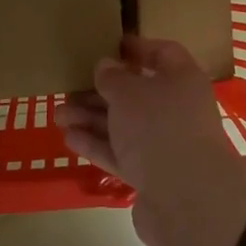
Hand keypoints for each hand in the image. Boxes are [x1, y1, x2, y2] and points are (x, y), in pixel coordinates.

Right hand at [56, 38, 245, 245]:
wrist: (186, 199)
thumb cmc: (159, 128)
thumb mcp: (129, 93)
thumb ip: (113, 78)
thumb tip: (105, 66)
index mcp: (182, 80)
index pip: (163, 54)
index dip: (136, 48)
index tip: (107, 46)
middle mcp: (177, 110)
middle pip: (137, 94)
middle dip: (101, 91)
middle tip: (68, 87)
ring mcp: (165, 145)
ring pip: (124, 126)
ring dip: (92, 118)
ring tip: (58, 114)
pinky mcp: (151, 176)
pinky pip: (121, 154)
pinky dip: (97, 145)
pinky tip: (70, 139)